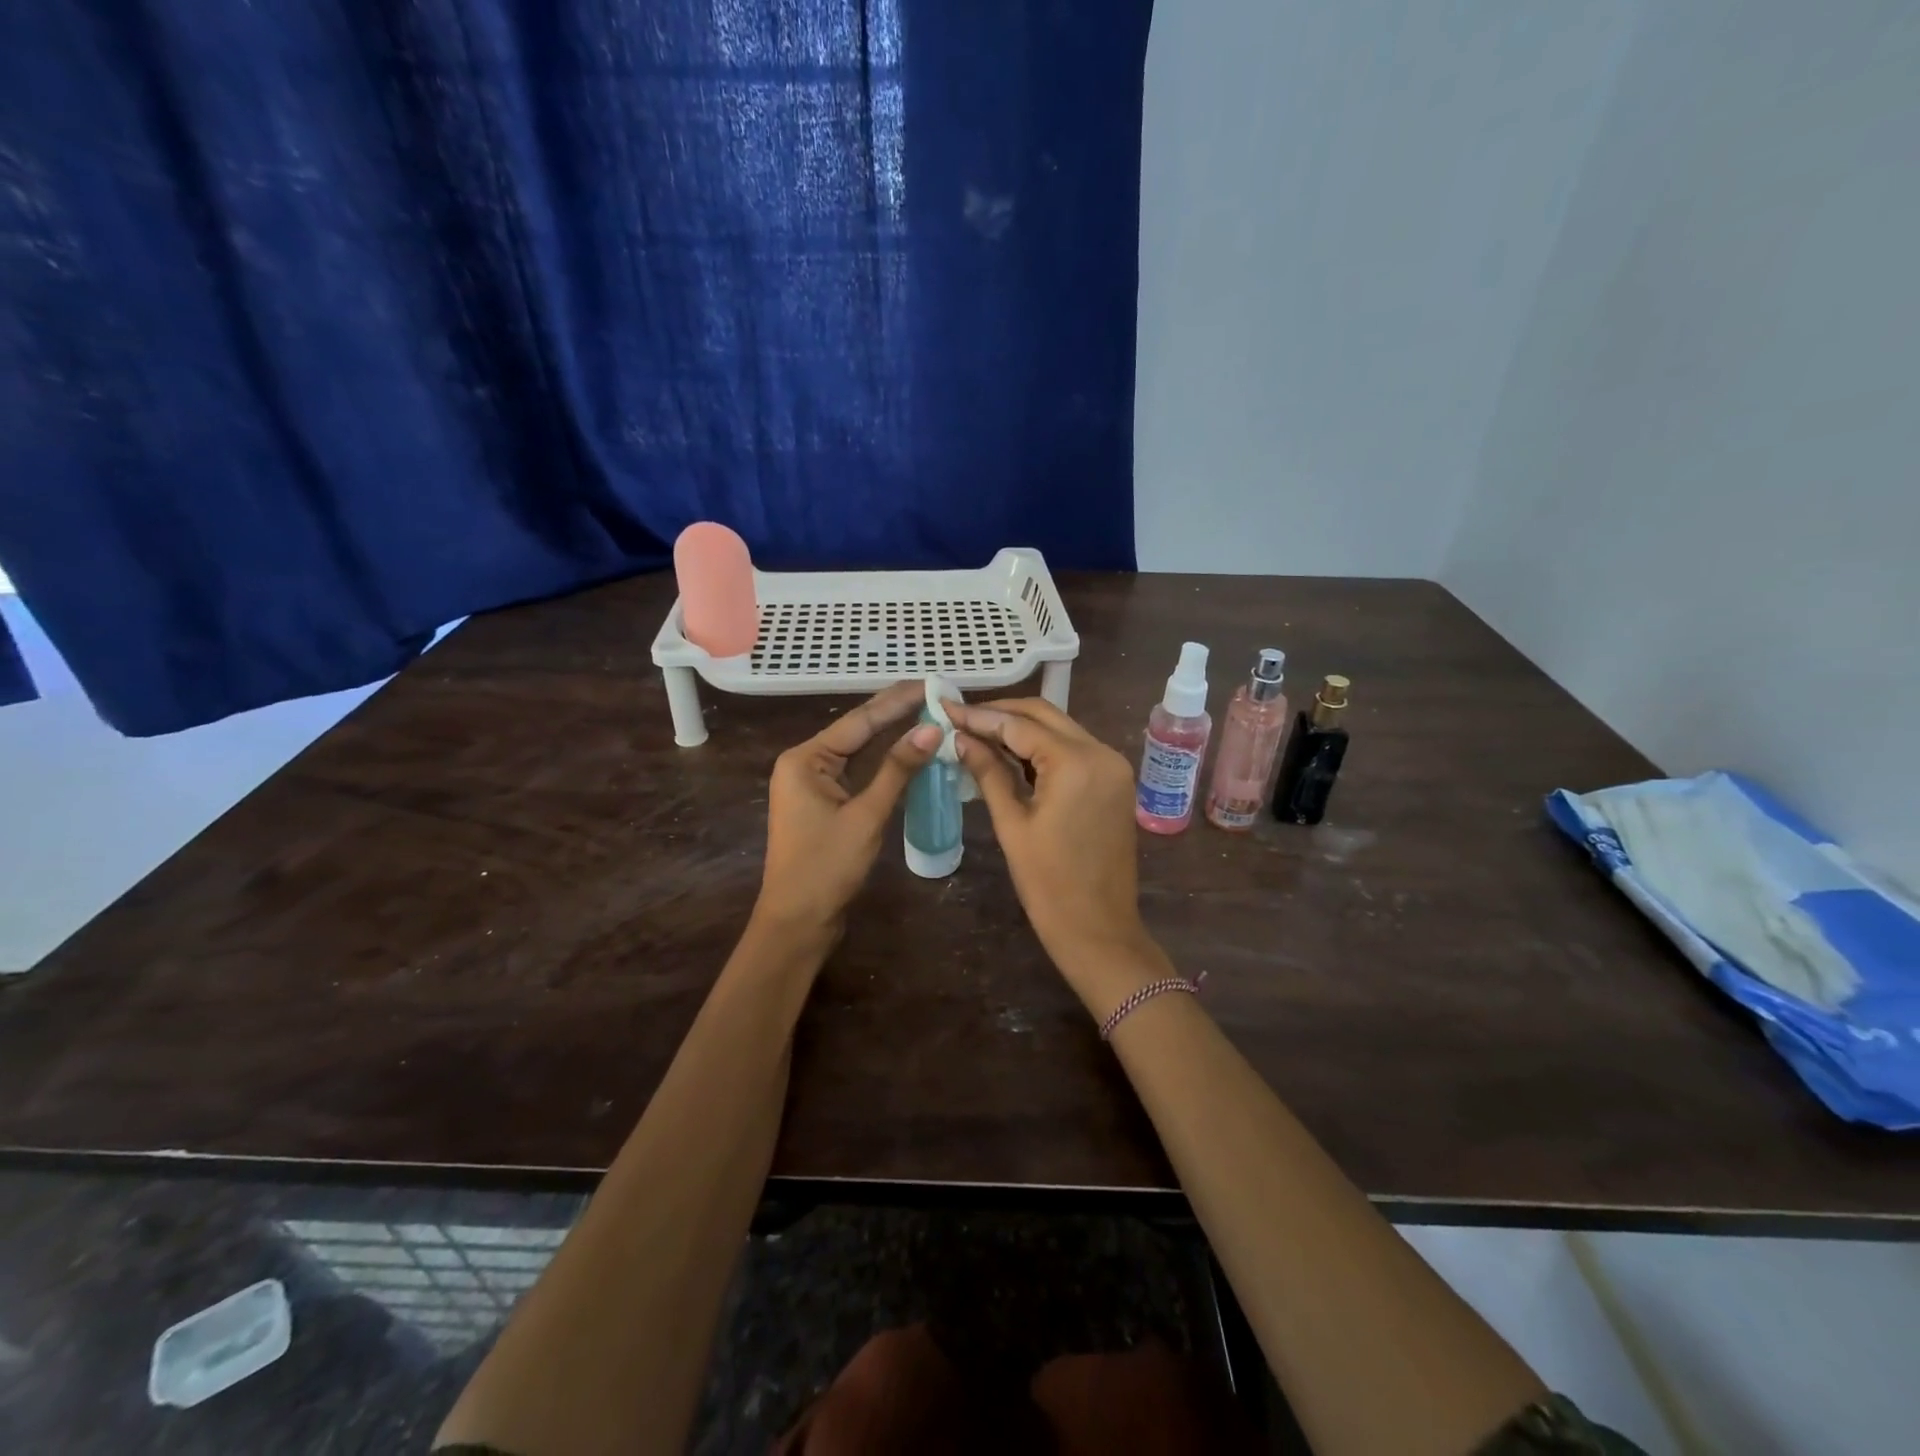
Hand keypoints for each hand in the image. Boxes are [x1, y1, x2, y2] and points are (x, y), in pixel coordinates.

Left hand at [756, 683, 942, 936]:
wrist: (797, 921)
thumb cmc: (826, 867)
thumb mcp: (866, 815)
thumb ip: (898, 770)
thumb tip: (931, 729)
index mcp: (806, 759)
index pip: (860, 720)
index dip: (898, 701)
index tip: (931, 684)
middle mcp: (805, 763)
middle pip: (858, 732)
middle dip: (897, 714)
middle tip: (937, 696)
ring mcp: (814, 784)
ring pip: (860, 753)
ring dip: (893, 738)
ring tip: (931, 715)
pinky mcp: (825, 804)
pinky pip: (859, 774)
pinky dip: (885, 765)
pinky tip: (911, 753)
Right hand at [948, 699, 1166, 1003]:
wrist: (1099, 929)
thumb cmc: (1048, 884)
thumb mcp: (1012, 824)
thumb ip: (988, 772)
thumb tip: (960, 738)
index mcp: (1076, 763)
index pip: (1020, 724)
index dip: (980, 716)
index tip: (946, 707)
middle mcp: (1102, 753)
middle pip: (1045, 715)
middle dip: (1002, 713)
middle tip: (961, 718)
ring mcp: (1113, 766)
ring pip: (1061, 729)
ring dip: (1022, 728)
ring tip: (978, 733)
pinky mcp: (1115, 781)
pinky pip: (1074, 750)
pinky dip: (1043, 747)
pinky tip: (1011, 754)